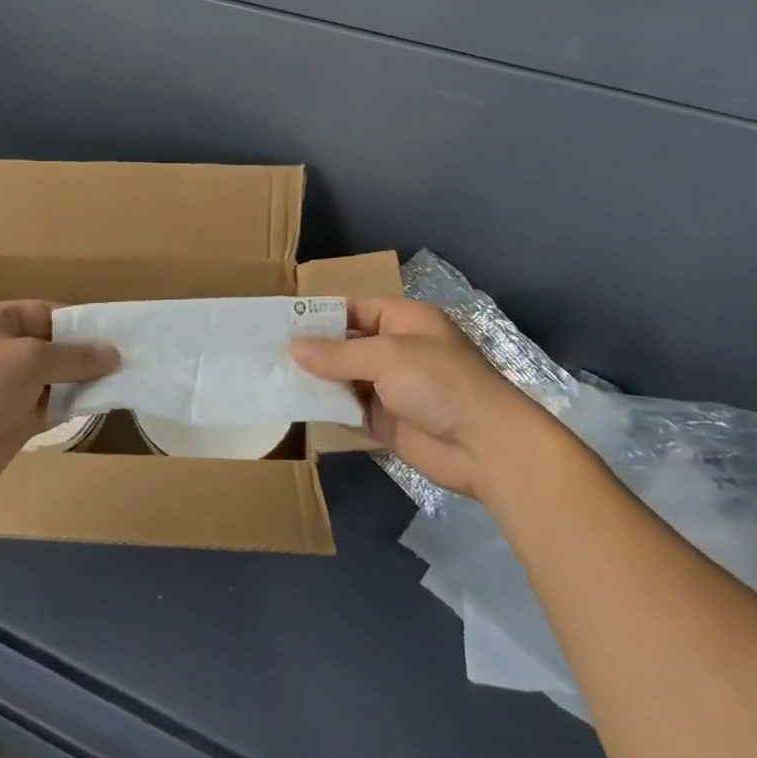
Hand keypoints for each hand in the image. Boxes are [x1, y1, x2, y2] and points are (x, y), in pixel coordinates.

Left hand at [0, 301, 117, 501]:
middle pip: (53, 346)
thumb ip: (74, 357)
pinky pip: (49, 405)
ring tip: (122, 380)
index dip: (81, 323)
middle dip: (85, 354)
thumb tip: (113, 354)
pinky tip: (100, 404)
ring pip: (54, 378)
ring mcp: (6, 386)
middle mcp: (1, 349)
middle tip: (127, 360)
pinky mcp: (12, 419)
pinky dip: (71, 405)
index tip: (115, 334)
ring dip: (82, 381)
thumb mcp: (30, 360)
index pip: (47, 313)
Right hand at [292, 298, 542, 499]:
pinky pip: (350, 409)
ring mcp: (392, 387)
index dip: (320, 316)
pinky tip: (297, 406)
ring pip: (345, 378)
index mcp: (403, 320)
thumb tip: (293, 346)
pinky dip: (328, 408)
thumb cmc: (440, 383)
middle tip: (269, 353)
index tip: (282, 323)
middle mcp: (396, 350)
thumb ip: (338, 353)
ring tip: (274, 378)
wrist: (487, 447)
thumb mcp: (387, 356)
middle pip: (347, 345)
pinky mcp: (387, 422)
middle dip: (314, 350)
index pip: (353, 310)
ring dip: (317, 380)